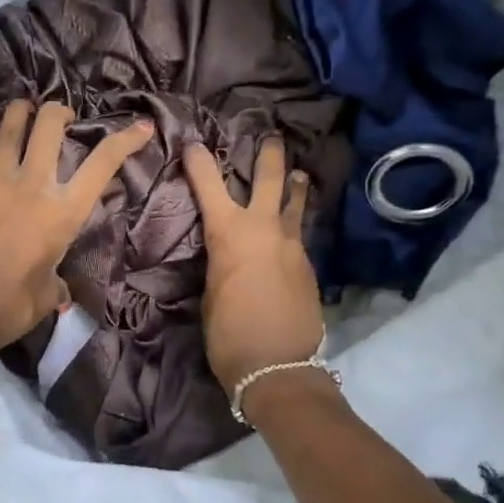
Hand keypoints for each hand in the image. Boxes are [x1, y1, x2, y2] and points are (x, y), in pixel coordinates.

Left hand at [0, 100, 153, 354]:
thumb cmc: (10, 307)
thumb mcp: (48, 295)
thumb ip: (56, 280)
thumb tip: (56, 285)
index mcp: (62, 212)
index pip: (102, 165)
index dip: (126, 141)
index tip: (142, 127)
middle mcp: (31, 187)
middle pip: (48, 129)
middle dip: (59, 113)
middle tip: (62, 115)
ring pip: (7, 133)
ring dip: (17, 114)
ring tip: (23, 105)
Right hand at [184, 136, 326, 395]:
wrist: (278, 367)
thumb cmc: (229, 332)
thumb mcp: (211, 292)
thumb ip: (220, 263)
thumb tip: (228, 255)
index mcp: (230, 234)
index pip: (210, 185)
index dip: (200, 162)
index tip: (194, 143)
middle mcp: (265, 229)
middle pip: (271, 179)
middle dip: (269, 154)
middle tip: (272, 136)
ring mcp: (293, 246)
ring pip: (296, 204)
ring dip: (295, 185)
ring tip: (299, 173)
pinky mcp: (309, 266)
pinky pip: (299, 234)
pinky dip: (293, 225)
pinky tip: (290, 231)